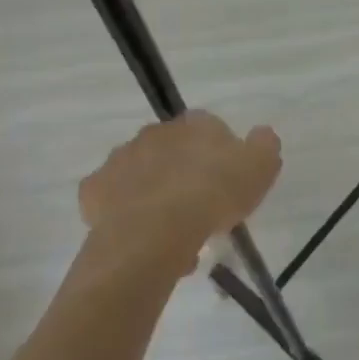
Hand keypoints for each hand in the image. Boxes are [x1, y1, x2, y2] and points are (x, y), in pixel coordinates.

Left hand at [77, 112, 281, 271]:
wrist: (154, 233)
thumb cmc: (213, 195)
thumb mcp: (261, 168)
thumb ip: (264, 146)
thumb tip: (261, 135)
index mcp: (194, 123)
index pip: (209, 128)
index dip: (219, 156)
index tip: (226, 184)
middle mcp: (156, 132)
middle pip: (173, 149)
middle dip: (183, 172)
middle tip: (198, 209)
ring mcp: (121, 159)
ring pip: (141, 173)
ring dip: (154, 193)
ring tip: (170, 234)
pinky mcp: (93, 190)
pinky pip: (111, 199)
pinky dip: (122, 212)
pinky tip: (137, 235)